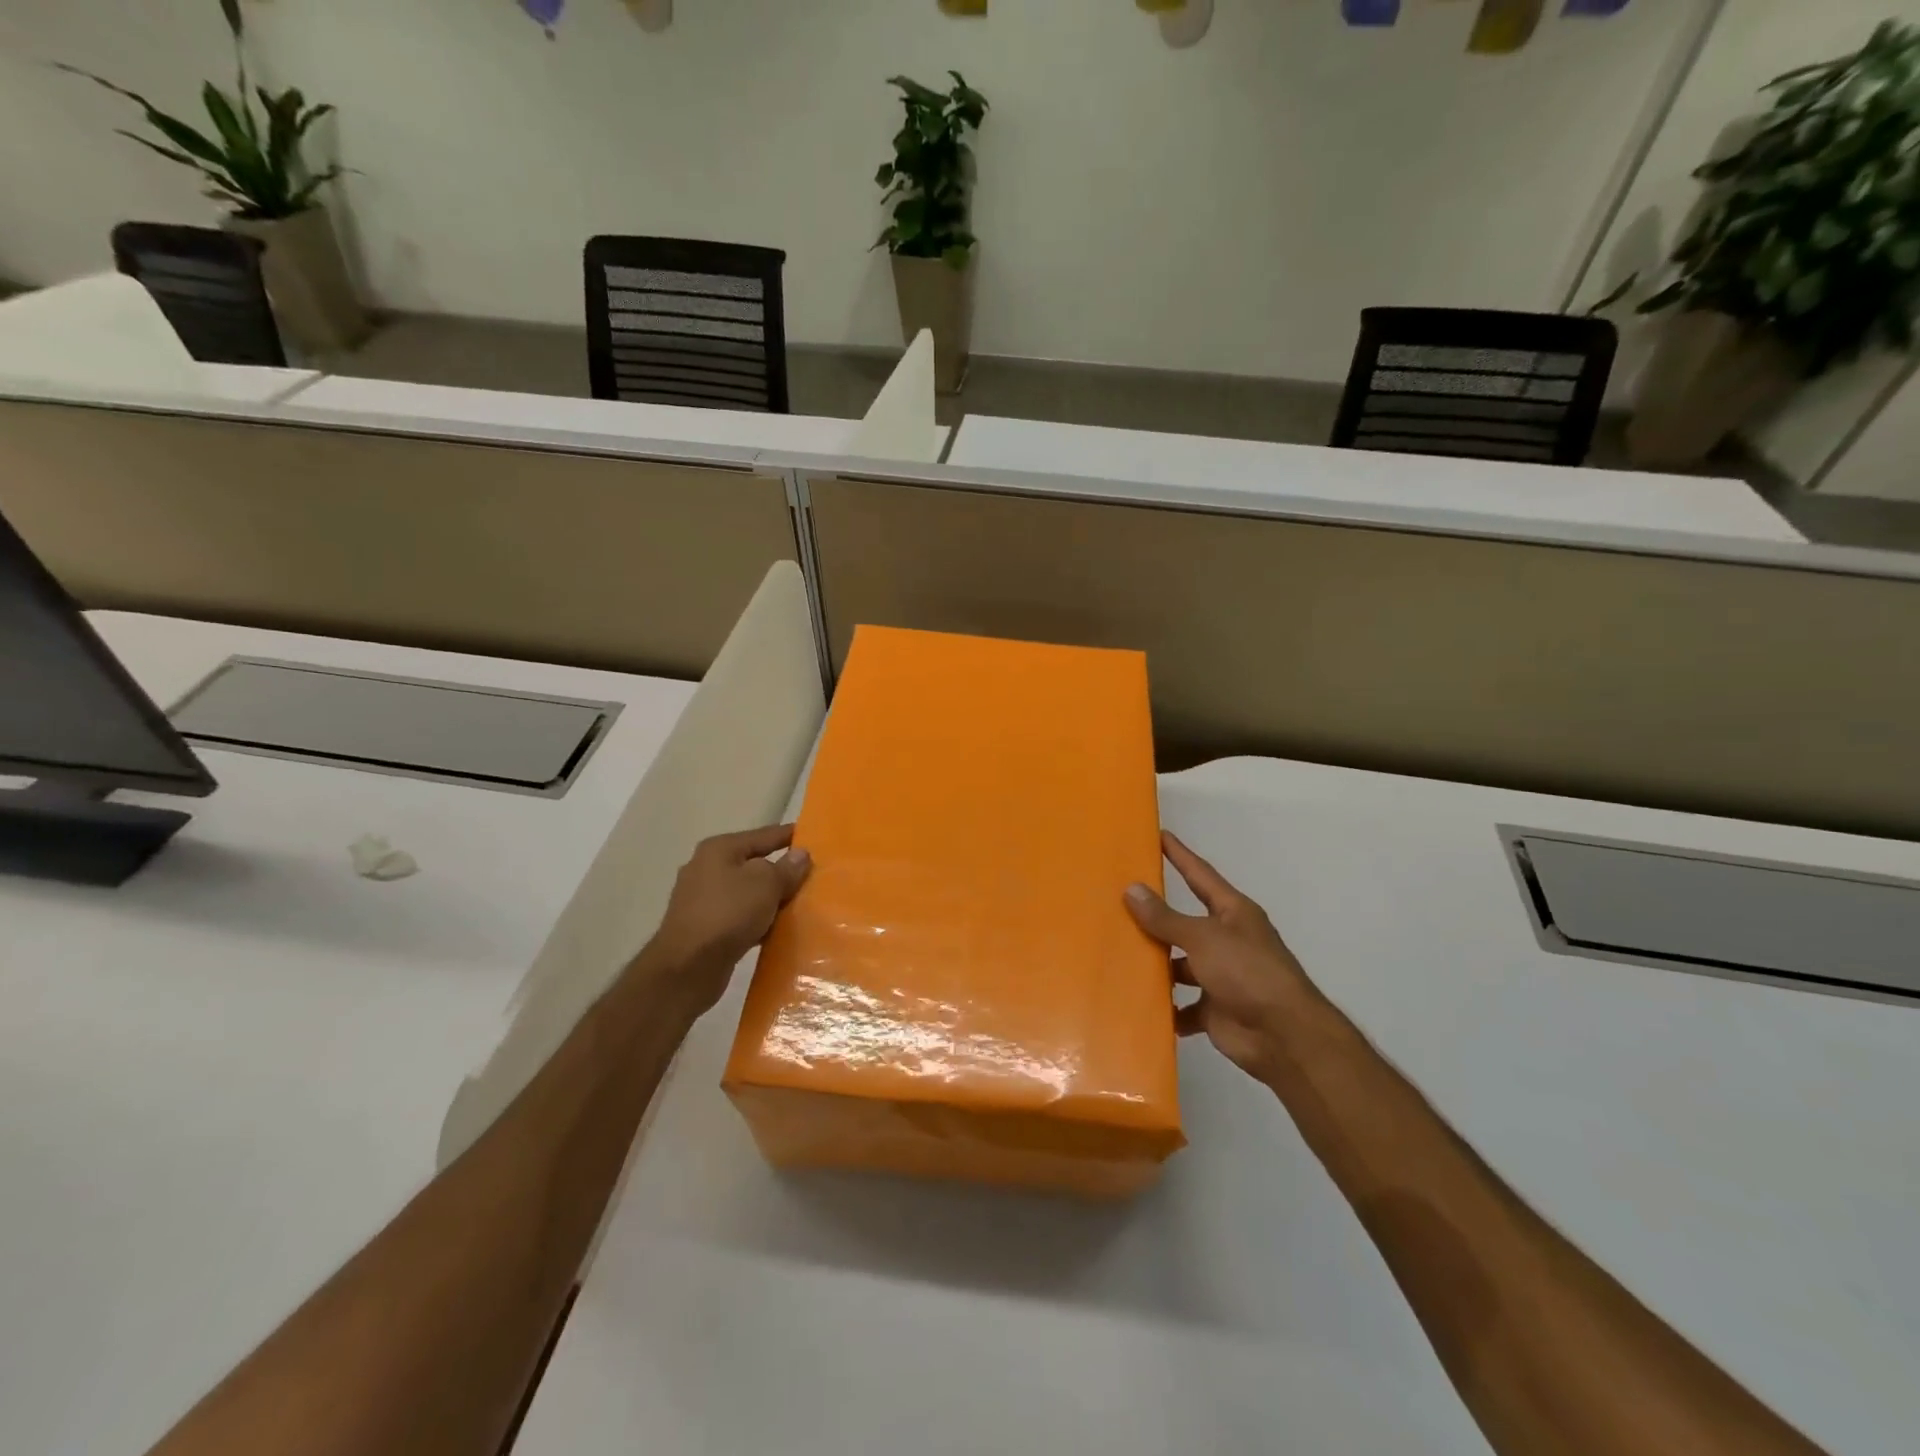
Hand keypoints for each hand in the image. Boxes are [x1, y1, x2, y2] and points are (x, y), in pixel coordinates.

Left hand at [641, 825, 811, 1014]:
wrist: (687, 968)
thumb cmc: (728, 914)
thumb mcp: (766, 884)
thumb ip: (786, 868)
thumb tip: (801, 854)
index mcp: (719, 849)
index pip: (763, 836)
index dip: (788, 835)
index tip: (813, 837)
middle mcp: (706, 868)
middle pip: (753, 864)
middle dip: (780, 871)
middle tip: (811, 876)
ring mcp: (701, 899)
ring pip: (746, 892)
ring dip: (769, 899)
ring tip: (798, 905)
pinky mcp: (702, 927)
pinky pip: (739, 916)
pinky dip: (756, 920)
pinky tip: (775, 929)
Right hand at [1125, 831, 1318, 1088]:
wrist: (1284, 1037)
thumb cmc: (1247, 972)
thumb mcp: (1203, 937)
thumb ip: (1166, 917)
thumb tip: (1131, 889)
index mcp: (1232, 913)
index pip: (1199, 875)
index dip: (1180, 855)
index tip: (1159, 835)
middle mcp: (1226, 940)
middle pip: (1184, 922)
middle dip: (1155, 916)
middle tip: (1116, 900)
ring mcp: (1220, 976)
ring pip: (1179, 964)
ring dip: (1156, 964)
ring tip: (1116, 954)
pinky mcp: (1214, 1009)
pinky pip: (1182, 1005)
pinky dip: (1165, 1006)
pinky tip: (1136, 1002)